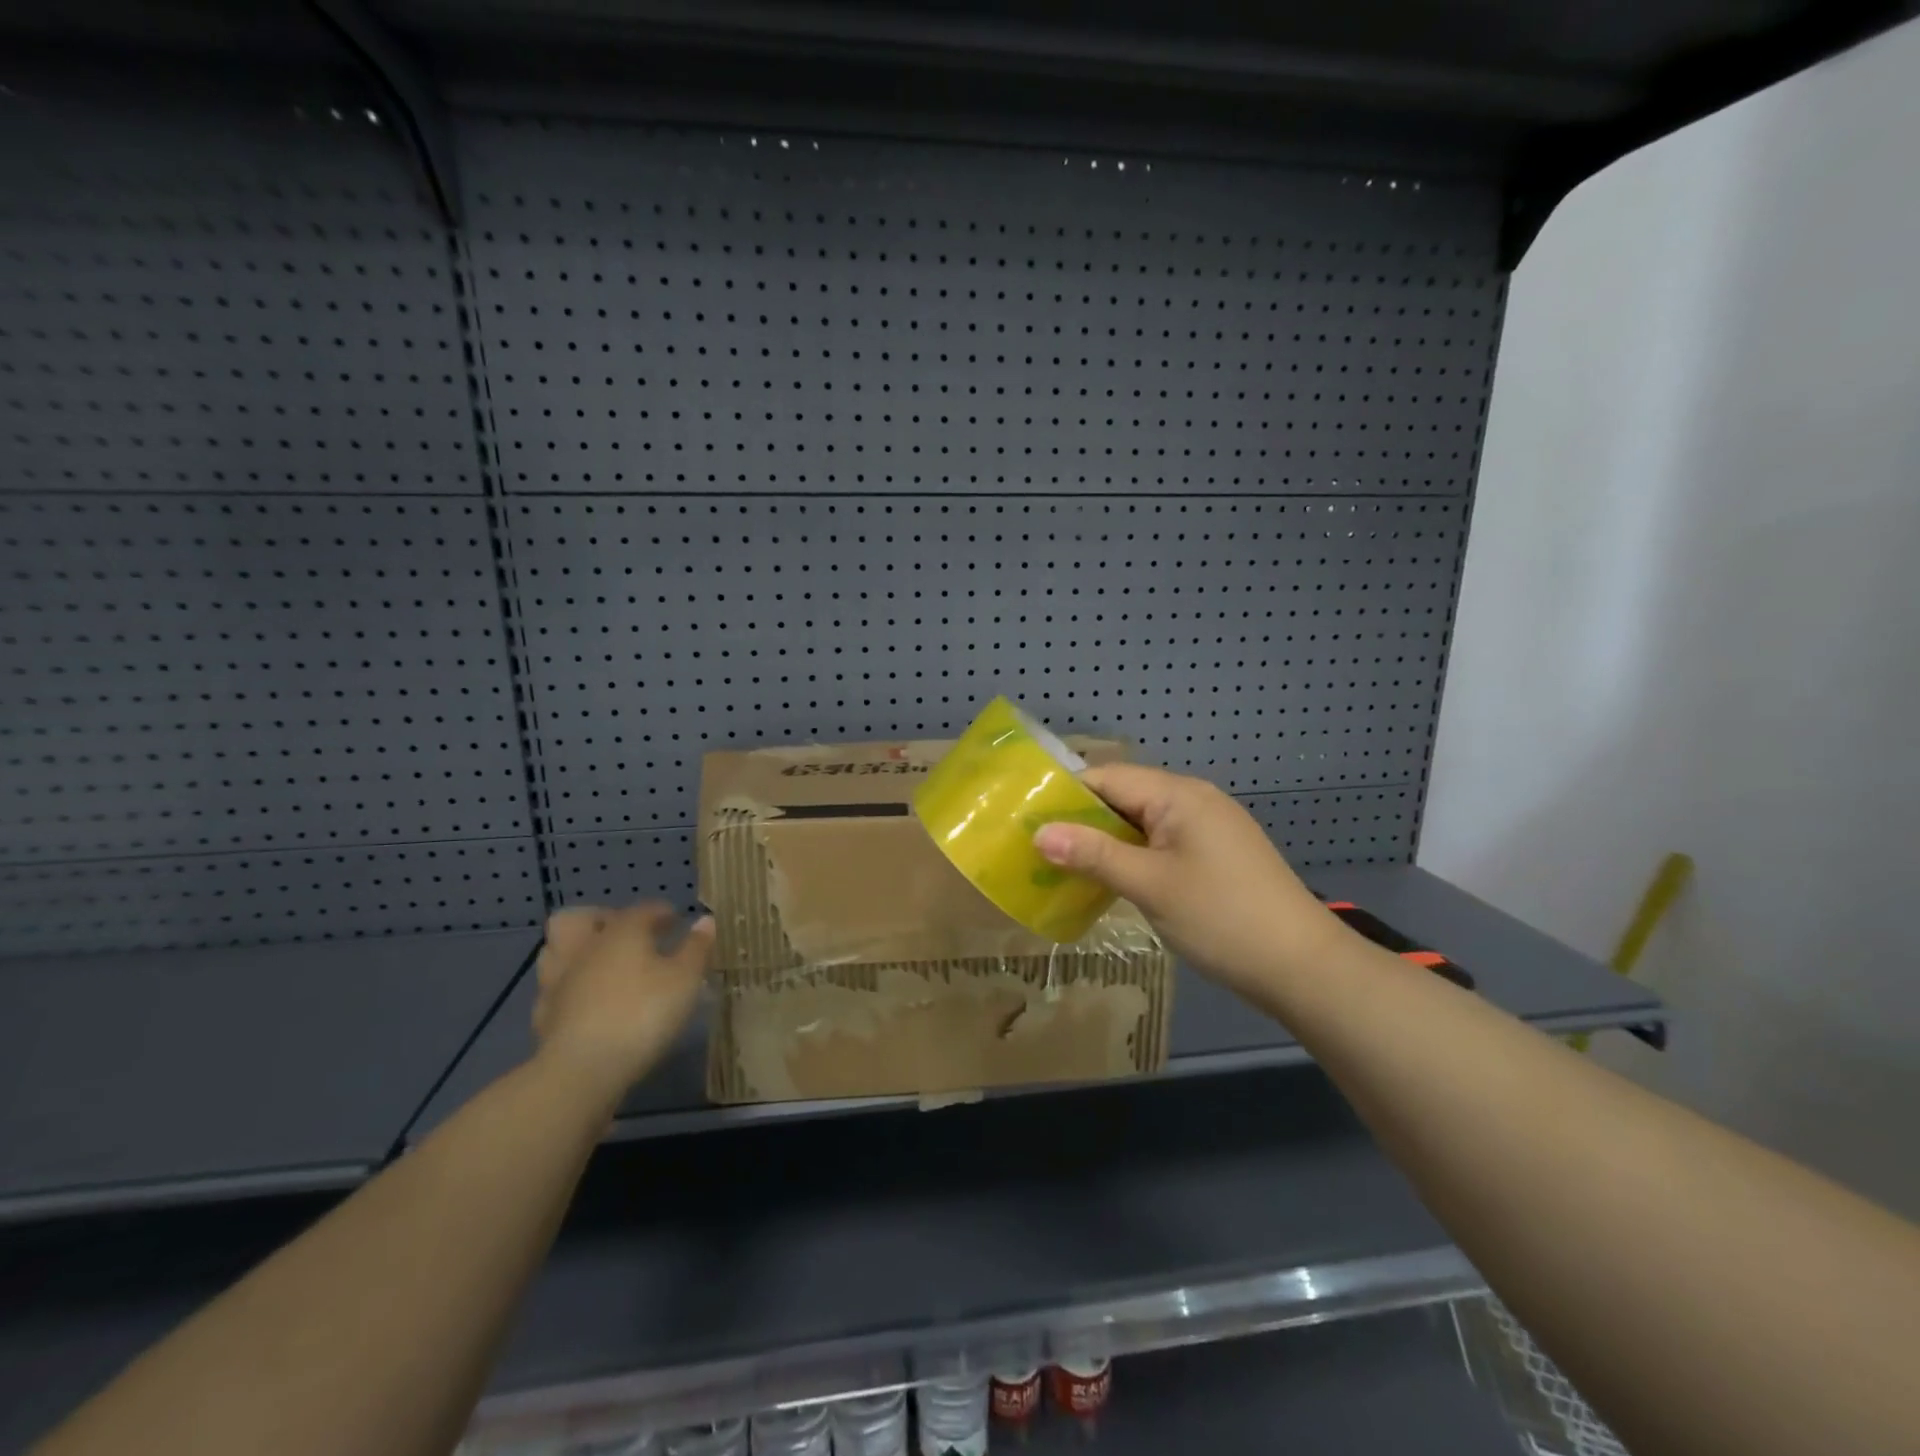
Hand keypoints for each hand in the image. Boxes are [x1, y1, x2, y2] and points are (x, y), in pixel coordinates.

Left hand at [532, 903, 714, 1105]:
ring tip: (604, 965)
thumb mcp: (685, 980)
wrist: (583, 1070)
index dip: (662, 912)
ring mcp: (557, 981)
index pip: (642, 910)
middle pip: (579, 918)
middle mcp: (584, 948)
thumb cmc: (643, 1014)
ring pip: (556, 950)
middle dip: (601, 919)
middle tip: (626, 935)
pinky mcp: (544, 1015)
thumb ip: (696, 948)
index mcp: (620, 932)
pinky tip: (586, 1001)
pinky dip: (569, 989)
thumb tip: (705, 921)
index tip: (677, 921)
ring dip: (577, 951)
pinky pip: (553, 990)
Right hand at [1033, 764, 1340, 997]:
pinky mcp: (1214, 855)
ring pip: (1140, 822)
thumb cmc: (1222, 918)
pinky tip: (1108, 879)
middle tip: (1036, 846)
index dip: (1064, 794)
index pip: (1106, 777)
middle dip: (1081, 820)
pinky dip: (1130, 855)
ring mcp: (1207, 828)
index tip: (1025, 818)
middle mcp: (1193, 800)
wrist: (1303, 967)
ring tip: (1061, 865)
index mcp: (1178, 794)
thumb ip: (1093, 854)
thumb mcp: (1150, 885)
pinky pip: (1159, 843)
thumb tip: (1038, 833)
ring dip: (1104, 840)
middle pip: (1122, 796)